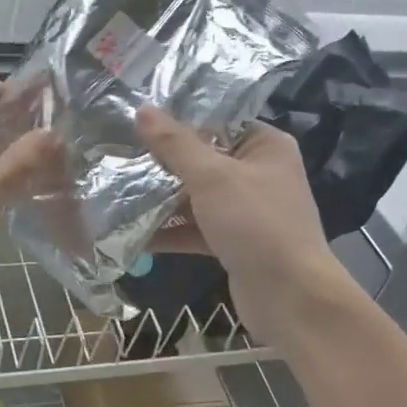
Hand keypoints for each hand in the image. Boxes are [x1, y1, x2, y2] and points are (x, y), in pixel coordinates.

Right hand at [136, 106, 364, 344]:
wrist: (291, 297)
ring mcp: (245, 211)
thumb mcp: (212, 177)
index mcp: (264, 146)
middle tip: (117, 155)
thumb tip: (142, 109)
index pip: (216, 121)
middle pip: (201, 160)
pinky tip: (131, 234)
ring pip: (195, 197)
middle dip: (161, 163)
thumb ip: (175, 144)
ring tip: (115, 193)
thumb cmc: (256, 224)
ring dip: (160, 200)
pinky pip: (195, 229)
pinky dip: (168, 231)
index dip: (177, 120)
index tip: (135, 119)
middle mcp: (257, 173)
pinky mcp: (233, 242)